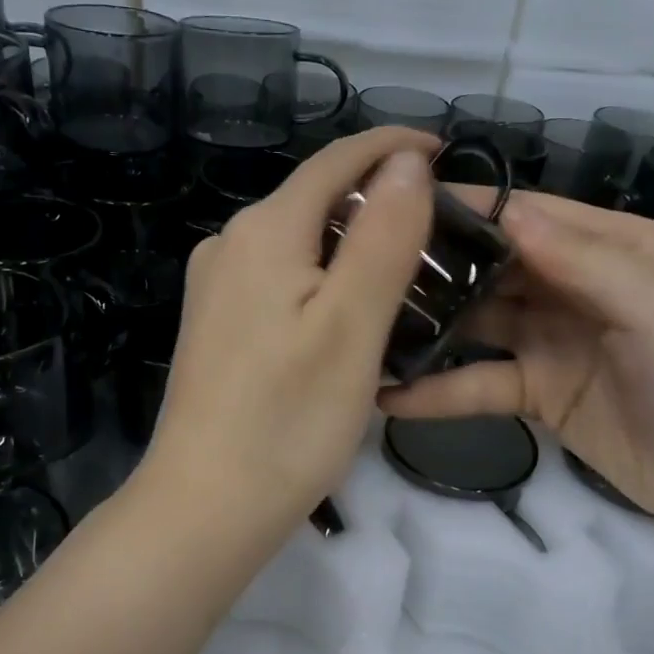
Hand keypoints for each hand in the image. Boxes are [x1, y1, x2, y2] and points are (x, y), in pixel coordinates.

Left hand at [140, 128, 435, 539]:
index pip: (337, 161)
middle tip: (443, 234)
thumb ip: (383, 235)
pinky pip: (282, 282)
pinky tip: (353, 317)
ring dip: (355, 247)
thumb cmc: (288, 420)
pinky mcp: (218, 327)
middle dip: (378, 203)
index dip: (393, 147)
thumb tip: (406, 162)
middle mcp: (231, 245)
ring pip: (301, 244)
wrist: (205, 506)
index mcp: (264, 230)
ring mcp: (217, 288)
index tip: (447, 154)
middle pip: (316, 200)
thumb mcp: (352, 325)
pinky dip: (326, 283)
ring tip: (411, 276)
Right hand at [379, 190, 653, 528]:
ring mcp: (551, 342)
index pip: (527, 215)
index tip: (397, 204)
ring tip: (366, 328)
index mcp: (609, 247)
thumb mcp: (653, 303)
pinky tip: (391, 396)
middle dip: (436, 267)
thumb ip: (580, 257)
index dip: (468, 208)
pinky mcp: (537, 394)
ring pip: (478, 324)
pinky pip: (480, 384)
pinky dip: (440, 391)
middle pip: (493, 266)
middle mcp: (574, 286)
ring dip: (429, 327)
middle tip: (363, 270)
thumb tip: (506, 210)